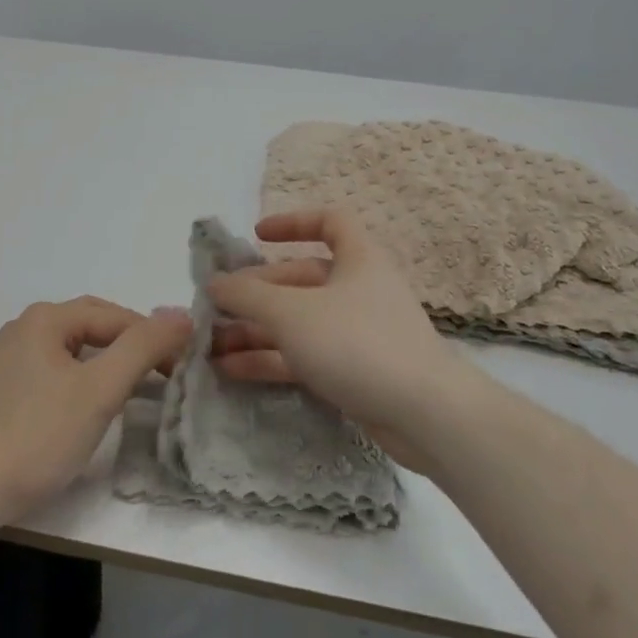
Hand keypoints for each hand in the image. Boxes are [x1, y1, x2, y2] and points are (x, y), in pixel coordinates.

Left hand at [0, 297, 188, 524]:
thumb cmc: (37, 434)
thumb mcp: (99, 389)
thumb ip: (142, 347)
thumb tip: (182, 314)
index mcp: (46, 318)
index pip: (115, 316)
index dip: (153, 337)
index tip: (182, 367)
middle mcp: (25, 328)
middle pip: (93, 327)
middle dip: (131, 346)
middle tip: (164, 374)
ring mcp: (10, 359)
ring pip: (74, 350)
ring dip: (108, 364)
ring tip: (136, 389)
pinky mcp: (3, 390)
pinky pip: (56, 371)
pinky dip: (83, 380)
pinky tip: (92, 406)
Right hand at [206, 210, 459, 469]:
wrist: (426, 416)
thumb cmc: (357, 343)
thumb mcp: (292, 312)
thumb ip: (247, 295)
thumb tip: (213, 282)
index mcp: (358, 259)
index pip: (329, 222)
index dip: (292, 223)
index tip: (256, 236)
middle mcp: (359, 289)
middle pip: (301, 278)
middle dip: (256, 292)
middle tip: (215, 308)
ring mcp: (358, 333)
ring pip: (299, 321)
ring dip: (256, 330)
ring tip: (211, 345)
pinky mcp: (356, 372)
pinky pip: (305, 355)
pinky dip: (272, 359)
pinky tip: (232, 370)